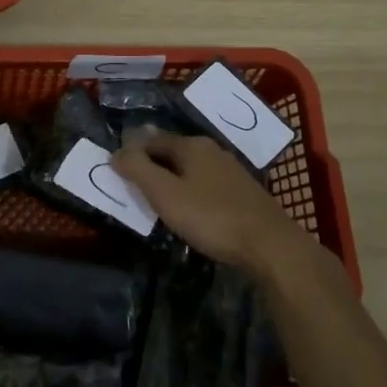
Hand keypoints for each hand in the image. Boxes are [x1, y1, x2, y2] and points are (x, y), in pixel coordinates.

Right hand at [112, 134, 303, 272]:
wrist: (270, 246)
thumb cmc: (212, 217)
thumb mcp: (166, 194)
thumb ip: (138, 170)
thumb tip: (116, 152)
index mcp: (192, 145)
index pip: (151, 141)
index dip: (132, 154)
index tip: (116, 172)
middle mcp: (212, 150)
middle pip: (172, 153)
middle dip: (152, 167)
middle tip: (134, 188)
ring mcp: (231, 171)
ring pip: (191, 169)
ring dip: (173, 181)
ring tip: (159, 201)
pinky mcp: (244, 193)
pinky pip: (207, 185)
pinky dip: (192, 193)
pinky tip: (191, 211)